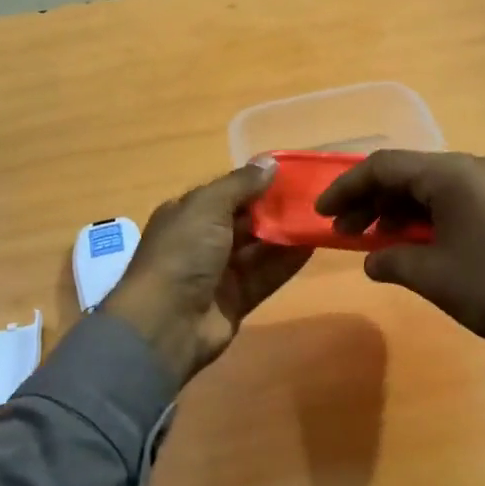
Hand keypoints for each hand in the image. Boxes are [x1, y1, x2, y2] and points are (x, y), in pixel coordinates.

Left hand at [103, 160, 311, 387]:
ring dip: (285, 234)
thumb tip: (270, 162)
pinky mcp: (236, 300)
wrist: (165, 323)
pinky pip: (266, 275)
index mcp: (187, 214)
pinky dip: (287, 262)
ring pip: (258, 248)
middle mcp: (202, 240)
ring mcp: (219, 272)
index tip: (291, 175)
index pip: (226, 193)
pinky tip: (313, 246)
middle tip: (313, 196)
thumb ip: (241, 185)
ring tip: (319, 218)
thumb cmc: (182, 253)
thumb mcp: (208, 207)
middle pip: (245, 220)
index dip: (256, 183)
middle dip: (275, 209)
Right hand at [316, 151, 484, 405]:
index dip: (347, 187)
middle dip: (372, 201)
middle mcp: (476, 167)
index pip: (384, 166)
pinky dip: (431, 218)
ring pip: (435, 187)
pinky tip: (421, 246)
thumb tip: (372, 260)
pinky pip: (459, 200)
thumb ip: (393, 261)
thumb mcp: (434, 276)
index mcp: (452, 173)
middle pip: (409, 173)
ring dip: (401, 211)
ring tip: (380, 244)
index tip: (323, 212)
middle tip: (348, 233)